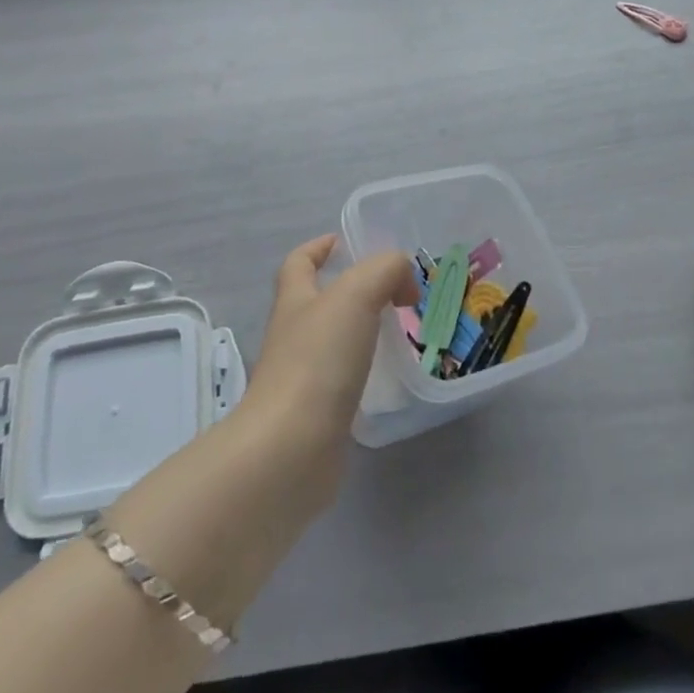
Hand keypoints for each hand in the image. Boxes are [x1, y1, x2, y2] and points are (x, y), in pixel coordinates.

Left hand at [238, 235, 416, 513]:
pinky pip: (343, 382)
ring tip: (401, 330)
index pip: (299, 263)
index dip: (318, 248)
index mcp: (295, 301)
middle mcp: (293, 336)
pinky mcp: (317, 416)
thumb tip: (403, 279)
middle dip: (351, 291)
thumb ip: (384, 271)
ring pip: (333, 342)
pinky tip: (391, 376)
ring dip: (362, 332)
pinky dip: (365, 373)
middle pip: (317, 301)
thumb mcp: (356, 295)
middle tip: (394, 289)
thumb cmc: (318, 360)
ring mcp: (302, 378)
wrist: (290, 450)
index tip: (343, 242)